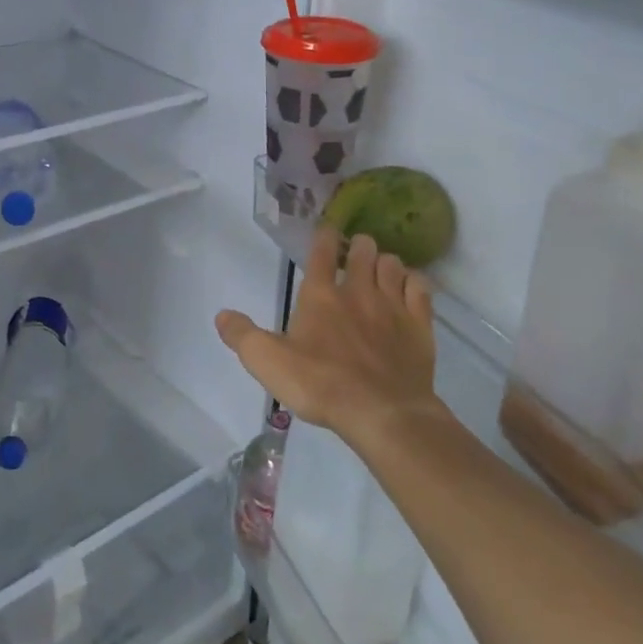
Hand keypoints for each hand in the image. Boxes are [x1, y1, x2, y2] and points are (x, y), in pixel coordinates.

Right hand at [215, 226, 439, 443]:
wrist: (383, 412)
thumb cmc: (321, 384)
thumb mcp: (268, 363)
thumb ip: (242, 336)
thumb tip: (222, 314)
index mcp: (320, 295)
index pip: (321, 252)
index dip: (322, 237)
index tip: (326, 230)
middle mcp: (358, 290)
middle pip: (363, 250)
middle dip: (358, 245)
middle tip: (355, 253)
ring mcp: (393, 305)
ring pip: (393, 264)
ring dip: (385, 261)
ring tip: (381, 269)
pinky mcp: (419, 325)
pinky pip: (421, 288)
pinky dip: (414, 282)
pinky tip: (410, 288)